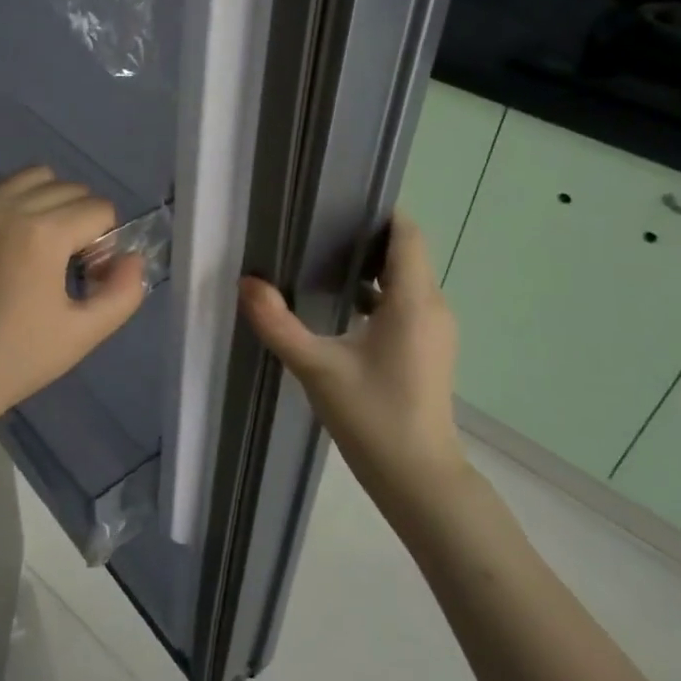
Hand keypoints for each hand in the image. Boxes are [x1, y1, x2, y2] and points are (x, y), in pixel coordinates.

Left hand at [0, 167, 146, 446]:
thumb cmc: (16, 359)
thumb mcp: (83, 334)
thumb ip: (123, 292)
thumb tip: (132, 258)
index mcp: (43, 232)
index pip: (99, 209)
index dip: (106, 244)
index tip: (89, 280)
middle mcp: (9, 207)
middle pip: (70, 188)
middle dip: (83, 220)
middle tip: (71, 266)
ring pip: (33, 177)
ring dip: (51, 200)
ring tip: (44, 245)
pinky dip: (17, 200)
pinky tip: (13, 241)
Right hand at [239, 213, 464, 502]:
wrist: (419, 478)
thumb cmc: (373, 417)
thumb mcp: (317, 368)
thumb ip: (278, 324)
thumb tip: (246, 283)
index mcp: (413, 300)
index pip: (407, 233)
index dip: (379, 211)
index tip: (338, 201)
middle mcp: (431, 306)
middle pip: (404, 252)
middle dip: (364, 236)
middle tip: (315, 227)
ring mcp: (434, 329)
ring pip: (404, 279)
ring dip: (369, 266)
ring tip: (320, 259)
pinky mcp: (428, 348)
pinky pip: (404, 303)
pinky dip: (376, 294)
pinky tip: (339, 305)